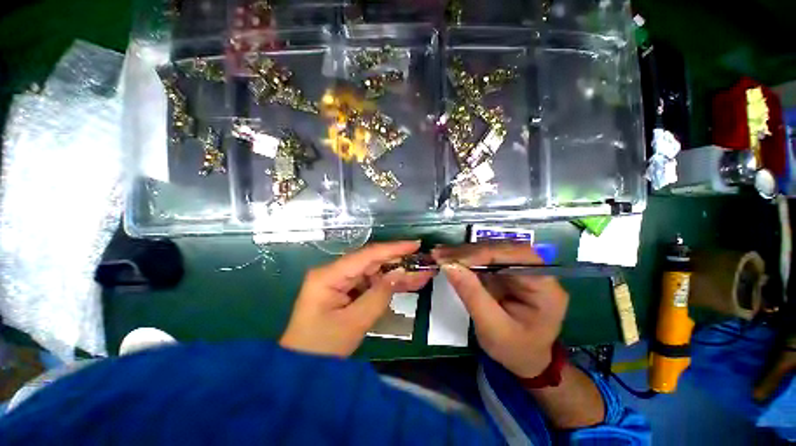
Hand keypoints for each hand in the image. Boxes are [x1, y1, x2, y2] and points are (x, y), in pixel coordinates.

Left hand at [280, 241, 432, 356]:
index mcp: (329, 275)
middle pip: (371, 261)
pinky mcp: (345, 290)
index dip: (393, 249)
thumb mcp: (354, 322)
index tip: (415, 244)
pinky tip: (407, 283)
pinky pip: (370, 283)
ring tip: (421, 274)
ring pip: (374, 271)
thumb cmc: (323, 348)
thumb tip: (400, 273)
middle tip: (422, 260)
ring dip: (396, 274)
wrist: (302, 368)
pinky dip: (388, 285)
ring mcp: (339, 281)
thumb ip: (379, 295)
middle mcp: (334, 272)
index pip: (366, 256)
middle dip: (398, 261)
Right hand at [432, 242, 568, 377]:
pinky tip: (450, 258)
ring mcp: (521, 269)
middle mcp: (536, 271)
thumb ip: (471, 294)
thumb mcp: (492, 327)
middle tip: (440, 253)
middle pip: (502, 249)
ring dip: (465, 252)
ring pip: (492, 250)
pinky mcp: (507, 271)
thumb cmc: (514, 349)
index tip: (450, 258)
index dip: (481, 254)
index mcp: (544, 287)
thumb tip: (448, 265)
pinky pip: (486, 258)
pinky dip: (466, 258)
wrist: (525, 359)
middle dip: (469, 251)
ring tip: (441, 254)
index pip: (514, 257)